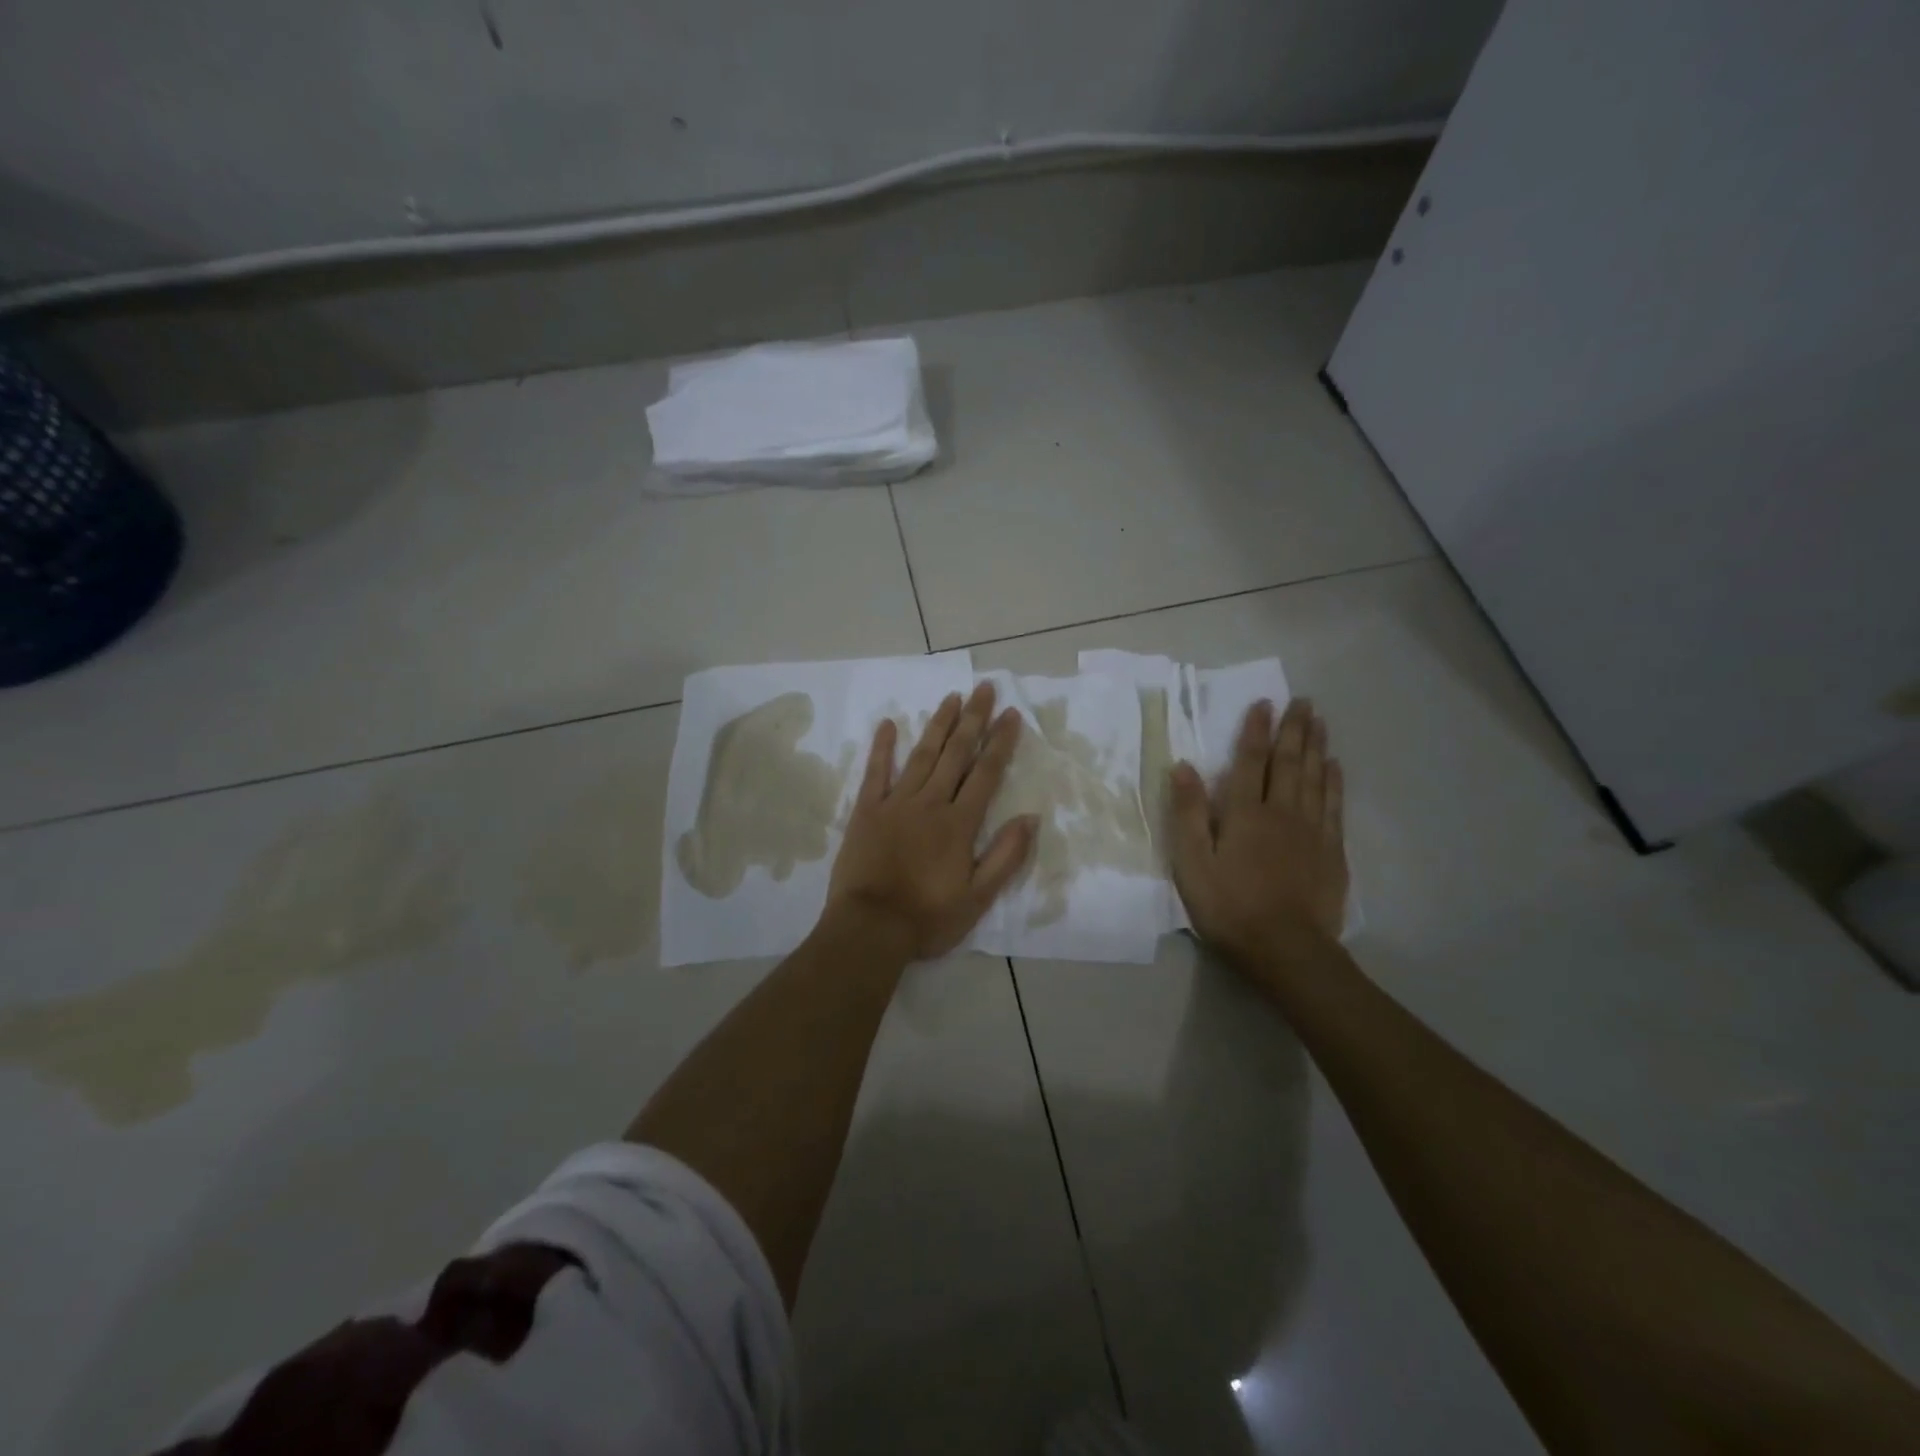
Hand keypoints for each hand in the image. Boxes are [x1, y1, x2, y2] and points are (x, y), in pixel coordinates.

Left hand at [826, 681, 1037, 961]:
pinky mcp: (866, 811)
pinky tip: (889, 724)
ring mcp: (895, 803)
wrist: (869, 928)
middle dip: (973, 719)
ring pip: (922, 755)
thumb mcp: (978, 898)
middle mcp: (930, 804)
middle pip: (956, 754)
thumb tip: (1031, 817)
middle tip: (984, 688)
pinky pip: (875, 772)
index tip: (1011, 714)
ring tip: (951, 697)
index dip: (1000, 742)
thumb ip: (1005, 856)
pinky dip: (882, 748)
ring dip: (938, 725)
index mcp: (959, 824)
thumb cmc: (927, 918)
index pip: (985, 773)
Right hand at [1167, 698, 1348, 969]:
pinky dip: (1334, 781)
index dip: (1254, 731)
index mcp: (1244, 813)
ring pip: (1315, 777)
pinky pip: (1333, 805)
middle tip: (1302, 700)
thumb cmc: (1229, 907)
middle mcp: (1281, 812)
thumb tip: (1183, 766)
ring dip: (1316, 746)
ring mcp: (1310, 830)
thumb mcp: (1192, 863)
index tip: (1263, 702)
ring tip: (1319, 721)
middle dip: (1293, 729)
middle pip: (1289, 762)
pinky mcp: (1330, 851)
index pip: (1249, 762)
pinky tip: (1335, 766)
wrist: (1286, 948)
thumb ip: (1188, 813)